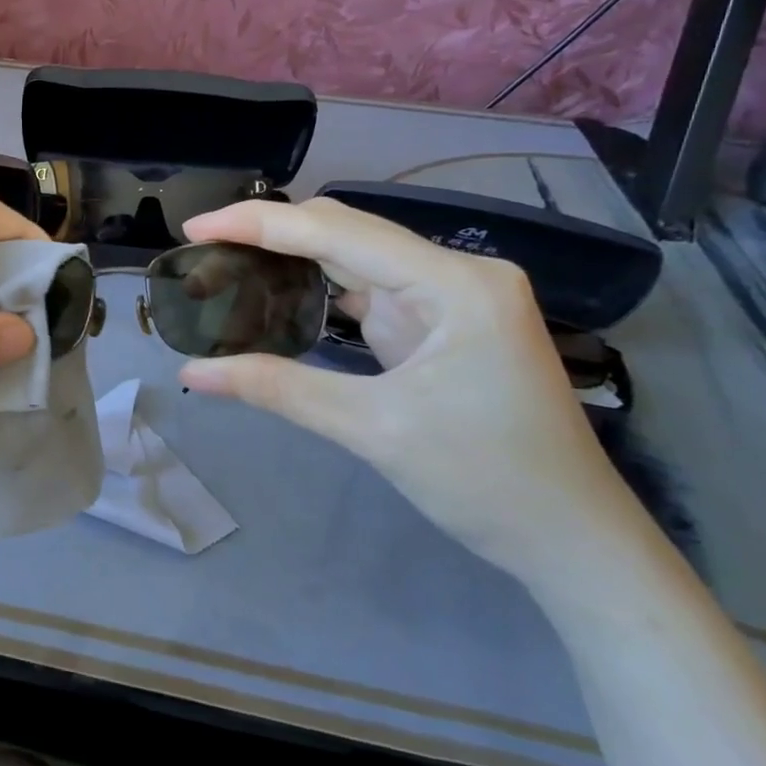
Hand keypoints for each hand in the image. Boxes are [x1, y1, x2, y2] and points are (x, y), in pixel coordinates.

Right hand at [177, 198, 648, 588]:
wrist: (572, 541)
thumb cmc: (487, 480)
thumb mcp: (372, 429)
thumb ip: (278, 389)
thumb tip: (193, 373)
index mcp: (454, 283)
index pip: (337, 232)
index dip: (259, 224)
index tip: (196, 228)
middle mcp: (455, 274)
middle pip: (346, 234)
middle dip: (271, 236)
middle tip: (204, 250)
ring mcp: (450, 298)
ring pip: (355, 260)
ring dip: (292, 260)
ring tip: (228, 265)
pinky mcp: (440, 324)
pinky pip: (368, 292)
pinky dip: (318, 291)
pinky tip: (278, 294)